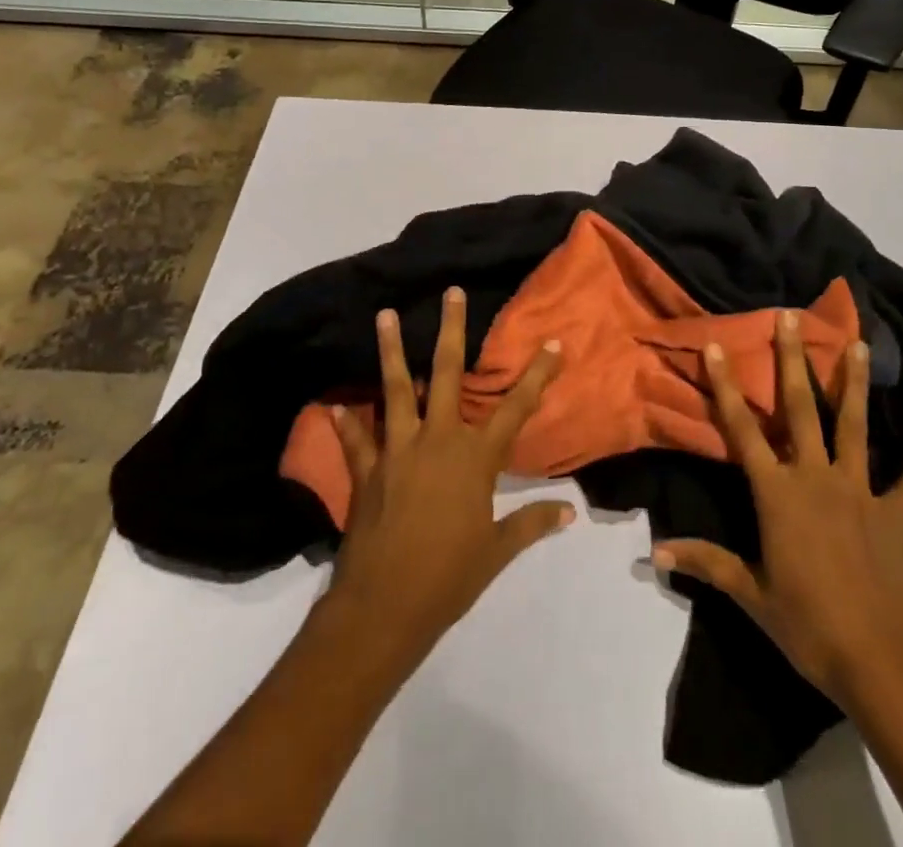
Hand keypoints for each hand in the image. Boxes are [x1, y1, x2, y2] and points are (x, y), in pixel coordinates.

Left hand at [324, 287, 571, 663]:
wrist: (385, 608)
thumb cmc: (449, 578)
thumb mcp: (497, 552)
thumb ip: (531, 524)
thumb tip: (569, 513)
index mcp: (475, 458)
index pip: (516, 408)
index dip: (537, 374)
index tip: (553, 343)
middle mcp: (438, 440)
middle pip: (446, 374)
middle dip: (451, 330)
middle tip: (451, 293)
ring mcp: (398, 450)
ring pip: (395, 390)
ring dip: (389, 351)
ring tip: (384, 315)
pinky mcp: (367, 470)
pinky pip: (357, 439)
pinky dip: (346, 421)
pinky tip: (333, 404)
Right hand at [653, 310, 902, 708]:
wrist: (877, 661)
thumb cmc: (806, 624)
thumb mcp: (750, 593)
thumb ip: (706, 563)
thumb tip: (655, 552)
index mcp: (778, 493)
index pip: (743, 430)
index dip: (727, 386)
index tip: (718, 345)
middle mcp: (816, 478)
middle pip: (801, 409)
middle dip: (793, 361)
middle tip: (791, 317)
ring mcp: (858, 492)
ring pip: (855, 427)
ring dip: (855, 384)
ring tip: (858, 344)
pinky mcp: (894, 515)